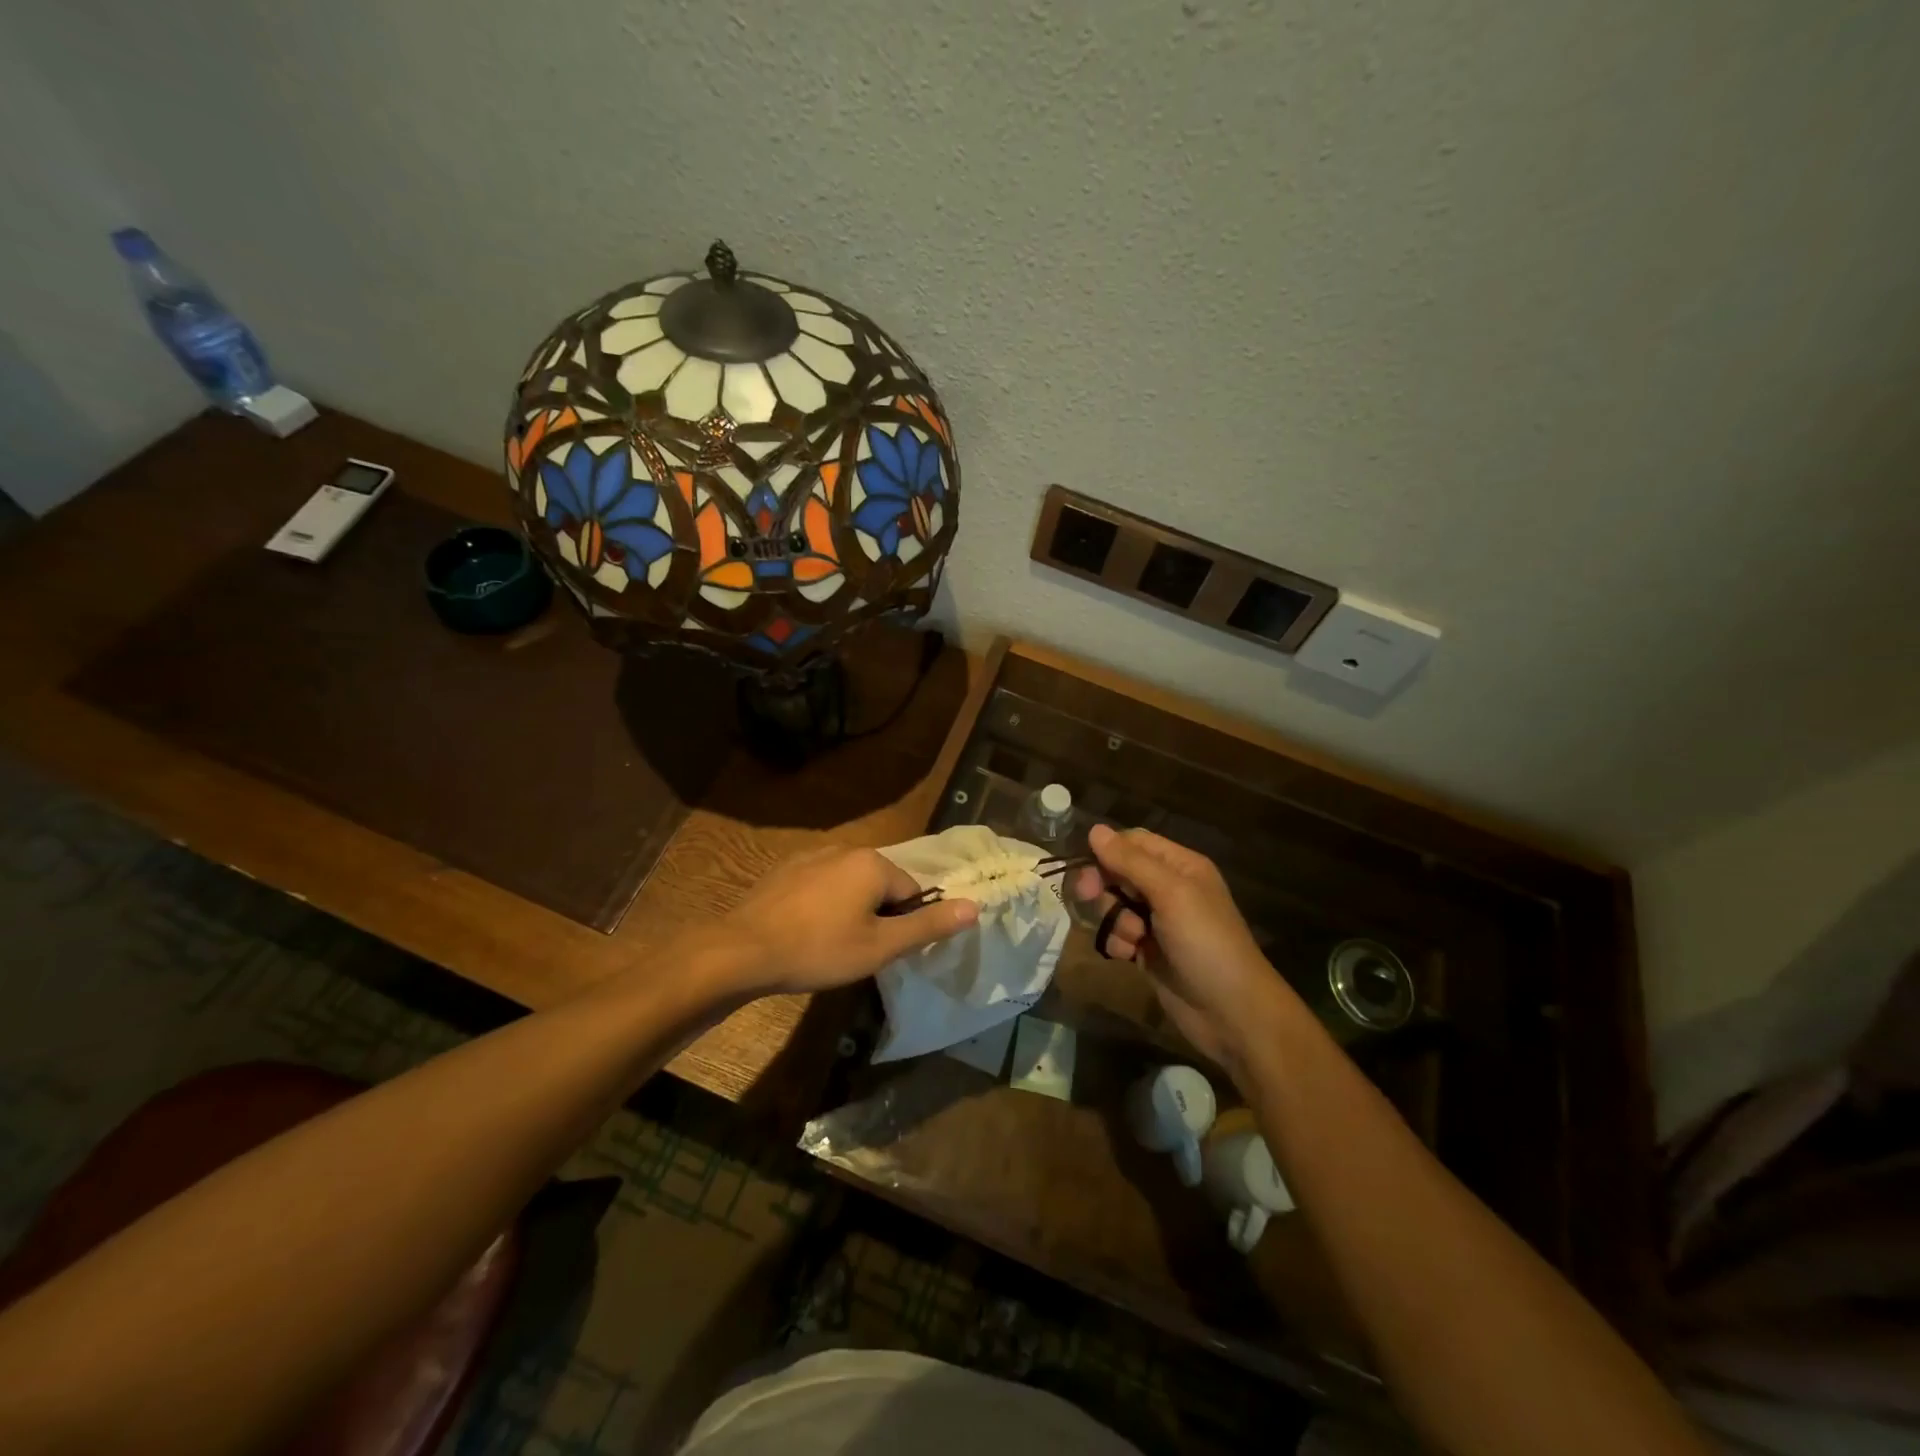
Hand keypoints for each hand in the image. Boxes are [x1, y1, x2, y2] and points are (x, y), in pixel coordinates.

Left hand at [717, 846, 977, 997]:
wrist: (743, 950)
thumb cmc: (819, 949)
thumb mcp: (880, 946)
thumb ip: (928, 925)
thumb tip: (974, 906)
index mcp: (873, 863)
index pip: (911, 892)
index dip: (903, 925)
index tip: (882, 951)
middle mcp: (846, 848)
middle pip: (881, 885)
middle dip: (877, 916)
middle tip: (857, 951)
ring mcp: (811, 855)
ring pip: (849, 885)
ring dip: (850, 910)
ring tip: (830, 944)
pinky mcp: (786, 869)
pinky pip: (821, 885)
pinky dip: (822, 905)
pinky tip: (805, 931)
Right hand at [1072, 825, 1292, 1072]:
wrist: (1232, 1013)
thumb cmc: (1206, 943)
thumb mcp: (1171, 894)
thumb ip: (1130, 861)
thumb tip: (1094, 829)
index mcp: (1180, 866)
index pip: (1134, 842)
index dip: (1107, 850)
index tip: (1086, 867)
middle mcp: (1168, 888)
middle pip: (1118, 872)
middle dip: (1103, 885)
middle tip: (1088, 897)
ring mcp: (1157, 921)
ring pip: (1114, 904)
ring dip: (1113, 918)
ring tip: (1132, 938)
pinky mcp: (1148, 950)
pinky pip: (1118, 934)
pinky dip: (1117, 943)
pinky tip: (1129, 956)